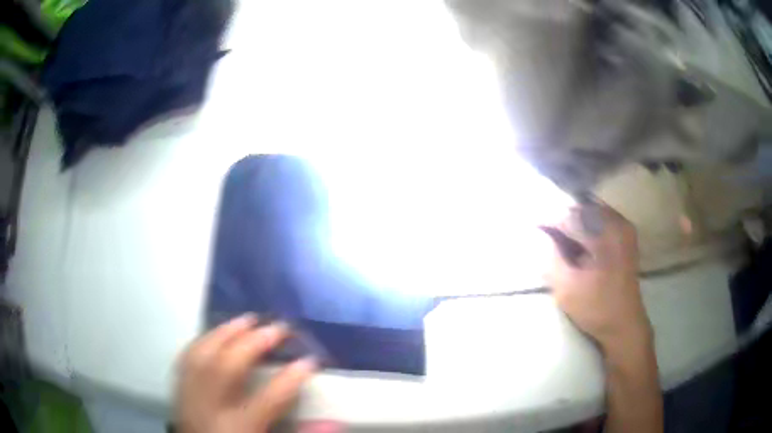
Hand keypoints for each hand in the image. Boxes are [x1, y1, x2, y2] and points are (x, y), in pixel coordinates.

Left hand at [174, 315, 316, 432]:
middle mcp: (210, 407)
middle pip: (227, 367)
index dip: (291, 377)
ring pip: (202, 356)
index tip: (311, 360)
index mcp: (238, 427)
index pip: (268, 399)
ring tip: (247, 319)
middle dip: (254, 342)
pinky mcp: (179, 390)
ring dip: (225, 333)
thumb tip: (334, 421)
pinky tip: (216, 333)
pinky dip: (202, 342)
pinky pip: (186, 358)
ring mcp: (190, 396)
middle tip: (279, 327)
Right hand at [545, 203, 651, 351]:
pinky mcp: (626, 239)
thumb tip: (536, 234)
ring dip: (573, 224)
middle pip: (582, 210)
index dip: (548, 221)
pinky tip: (576, 245)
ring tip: (556, 239)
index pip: (570, 216)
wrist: (624, 326)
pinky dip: (585, 230)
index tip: (531, 227)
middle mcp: (619, 223)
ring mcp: (624, 230)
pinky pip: (600, 223)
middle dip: (561, 220)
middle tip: (543, 234)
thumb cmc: (597, 308)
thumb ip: (551, 258)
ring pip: (591, 215)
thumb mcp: (568, 288)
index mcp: (608, 233)